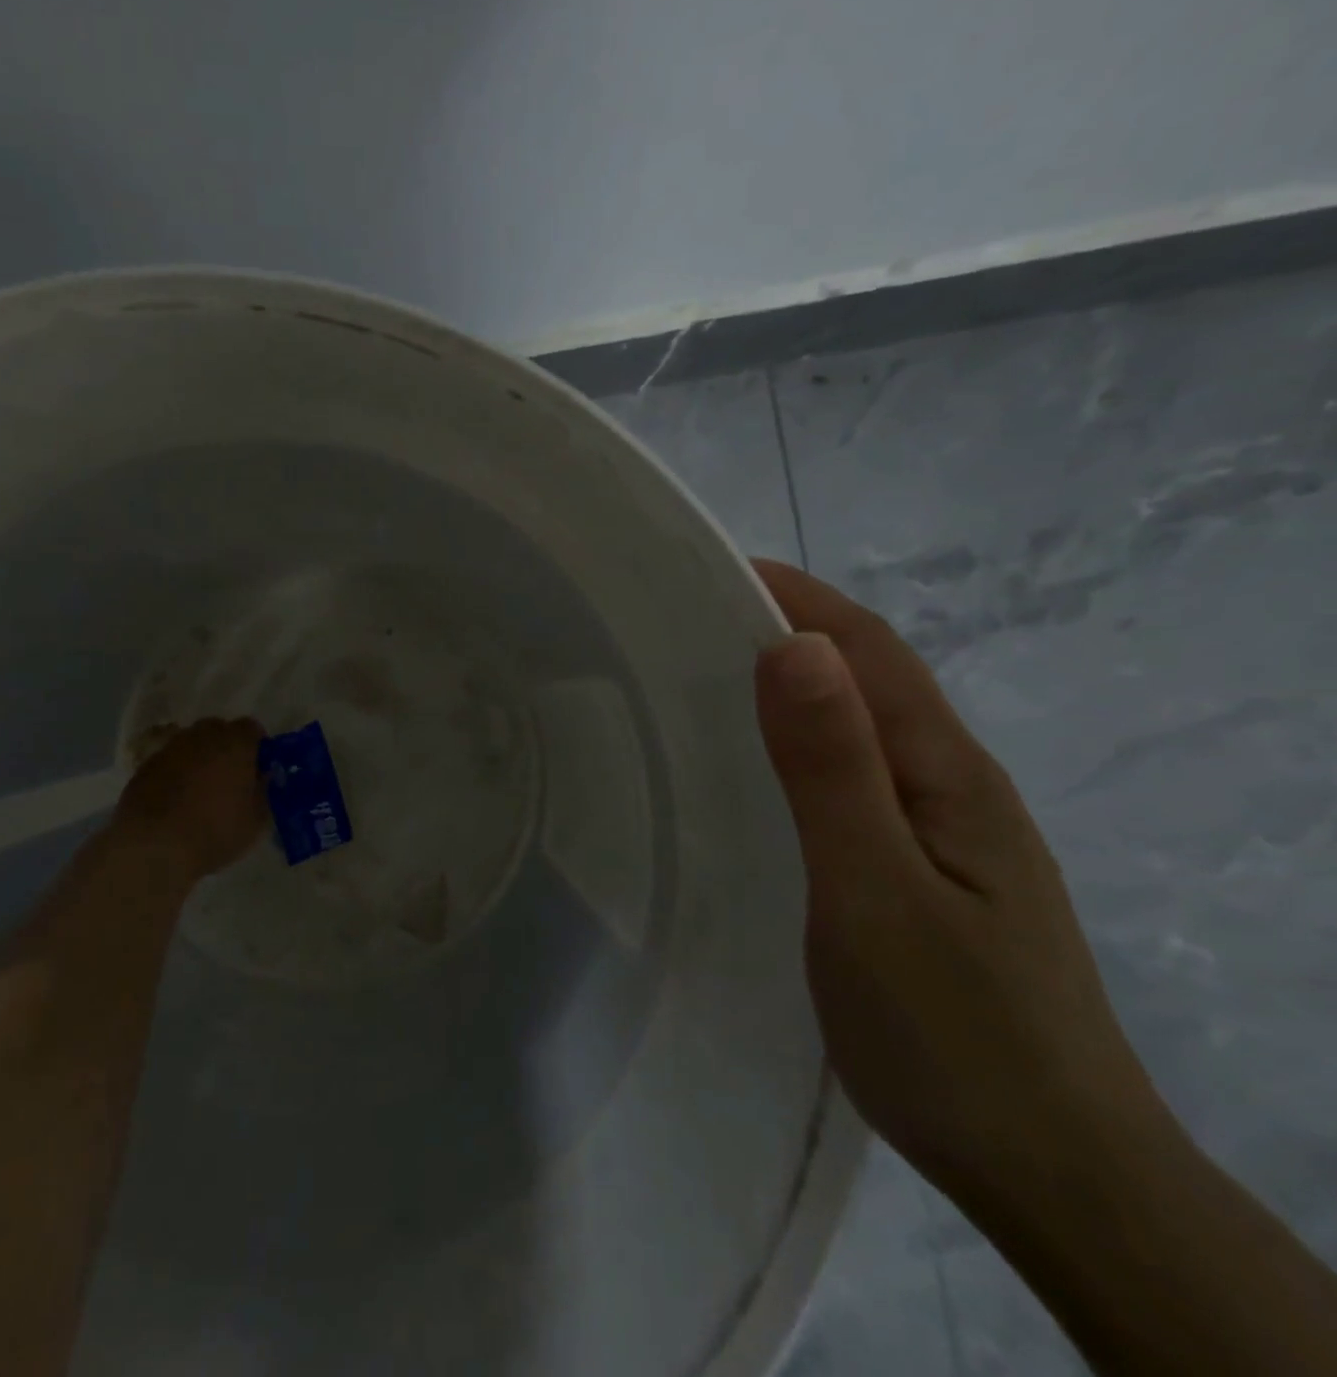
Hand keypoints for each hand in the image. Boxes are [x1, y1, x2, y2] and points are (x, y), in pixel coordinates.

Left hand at [114, 717, 267, 880]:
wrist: (153, 846)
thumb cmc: (215, 831)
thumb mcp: (256, 820)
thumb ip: (264, 791)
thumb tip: (263, 777)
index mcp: (235, 743)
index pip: (252, 728)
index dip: (257, 747)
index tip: (258, 770)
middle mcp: (202, 736)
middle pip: (219, 730)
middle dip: (227, 748)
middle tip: (231, 779)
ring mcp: (170, 749)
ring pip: (192, 744)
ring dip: (200, 759)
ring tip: (201, 791)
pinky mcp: (145, 766)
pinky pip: (170, 762)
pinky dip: (176, 773)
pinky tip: (176, 801)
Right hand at [750, 560, 1170, 1201]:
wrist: (1051, 1170)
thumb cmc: (951, 1029)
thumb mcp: (875, 891)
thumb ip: (832, 770)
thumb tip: (793, 648)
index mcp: (945, 774)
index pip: (868, 651)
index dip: (796, 599)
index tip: (712, 571)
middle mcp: (951, 785)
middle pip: (868, 678)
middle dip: (789, 629)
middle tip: (689, 622)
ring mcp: (942, 831)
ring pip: (862, 727)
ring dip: (796, 683)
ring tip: (708, 677)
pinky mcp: (922, 870)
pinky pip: (855, 776)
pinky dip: (804, 742)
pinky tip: (763, 768)